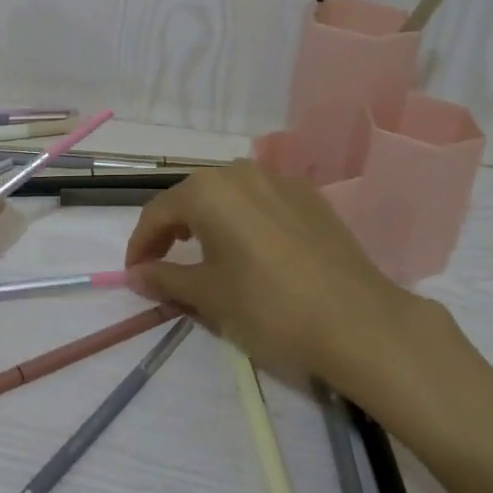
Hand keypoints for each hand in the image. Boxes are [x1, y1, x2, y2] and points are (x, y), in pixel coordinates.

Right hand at [124, 162, 447, 382]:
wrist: (356, 320)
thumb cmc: (268, 306)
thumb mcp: (208, 295)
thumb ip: (165, 277)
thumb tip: (135, 274)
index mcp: (208, 190)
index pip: (158, 212)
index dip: (140, 244)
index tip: (135, 274)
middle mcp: (240, 172)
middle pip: (193, 197)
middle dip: (172, 229)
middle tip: (165, 264)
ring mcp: (279, 180)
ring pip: (229, 195)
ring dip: (208, 221)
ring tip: (206, 255)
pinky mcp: (310, 197)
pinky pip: (262, 201)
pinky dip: (244, 221)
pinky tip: (252, 250)